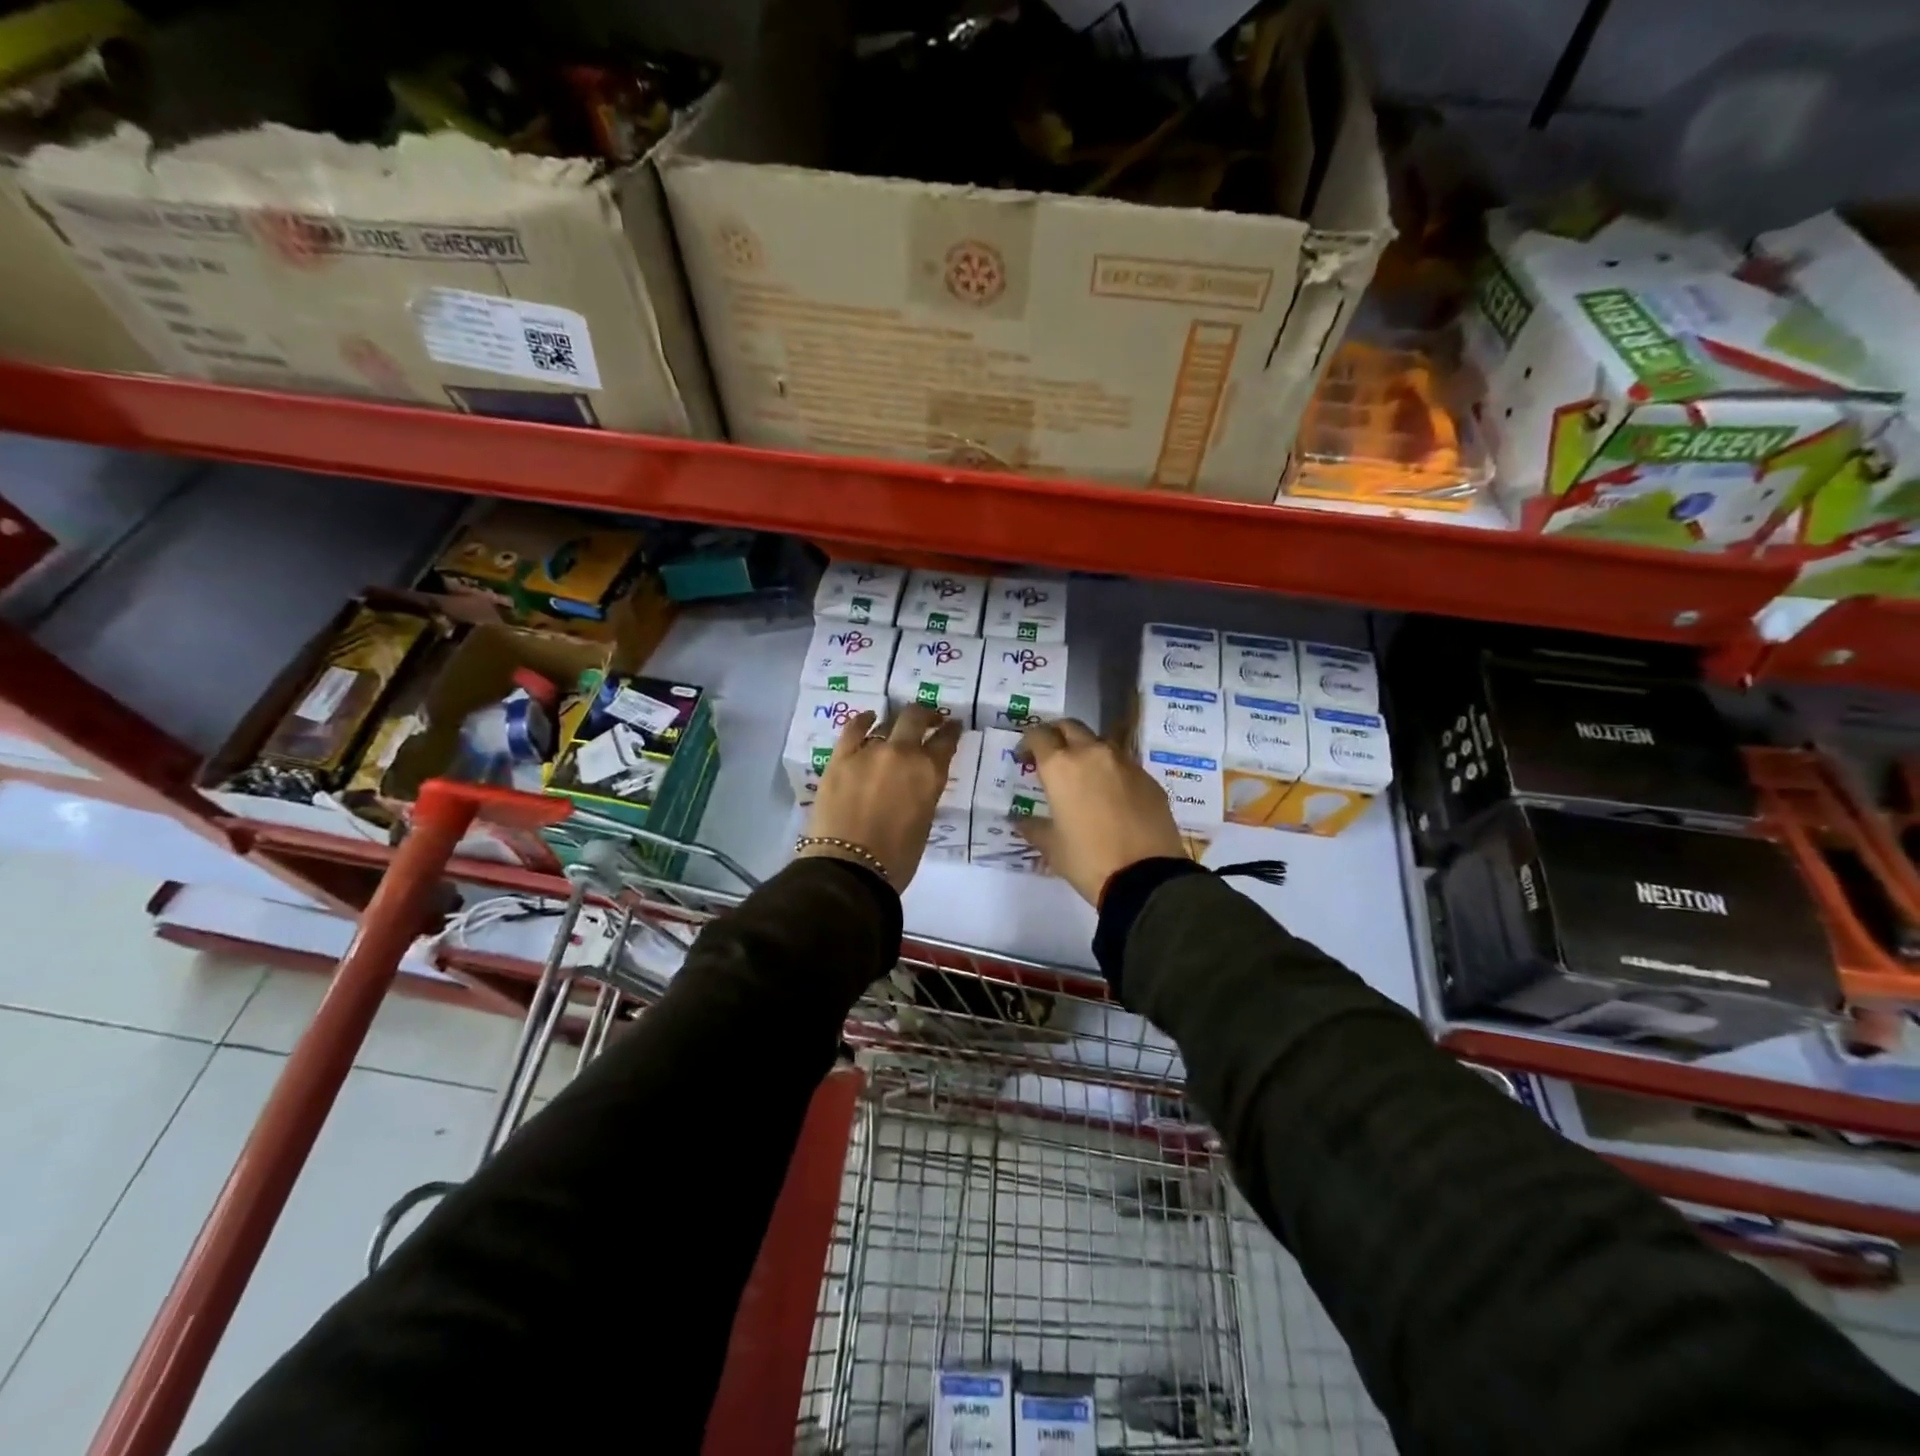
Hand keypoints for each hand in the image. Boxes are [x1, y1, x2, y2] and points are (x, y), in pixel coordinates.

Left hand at [800, 703, 961, 889]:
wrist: (849, 868)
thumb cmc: (896, 857)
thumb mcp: (924, 822)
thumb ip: (924, 793)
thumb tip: (917, 782)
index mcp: (929, 773)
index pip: (946, 742)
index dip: (951, 731)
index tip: (953, 726)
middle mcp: (903, 753)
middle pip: (916, 718)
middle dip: (925, 715)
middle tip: (928, 719)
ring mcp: (869, 751)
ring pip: (886, 723)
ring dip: (895, 724)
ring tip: (896, 727)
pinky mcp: (841, 757)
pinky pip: (853, 729)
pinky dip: (863, 721)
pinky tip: (868, 719)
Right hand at [1017, 718, 1186, 904]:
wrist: (1147, 877)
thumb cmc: (1089, 860)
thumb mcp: (1052, 847)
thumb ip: (1033, 827)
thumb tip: (1020, 821)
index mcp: (1061, 767)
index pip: (1040, 736)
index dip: (1028, 742)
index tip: (1025, 757)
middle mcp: (1093, 754)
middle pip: (1071, 727)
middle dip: (1057, 736)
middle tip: (1051, 756)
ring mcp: (1125, 763)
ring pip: (1100, 742)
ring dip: (1086, 750)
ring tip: (1082, 775)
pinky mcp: (1148, 778)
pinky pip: (1124, 763)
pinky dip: (1111, 770)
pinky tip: (1110, 794)